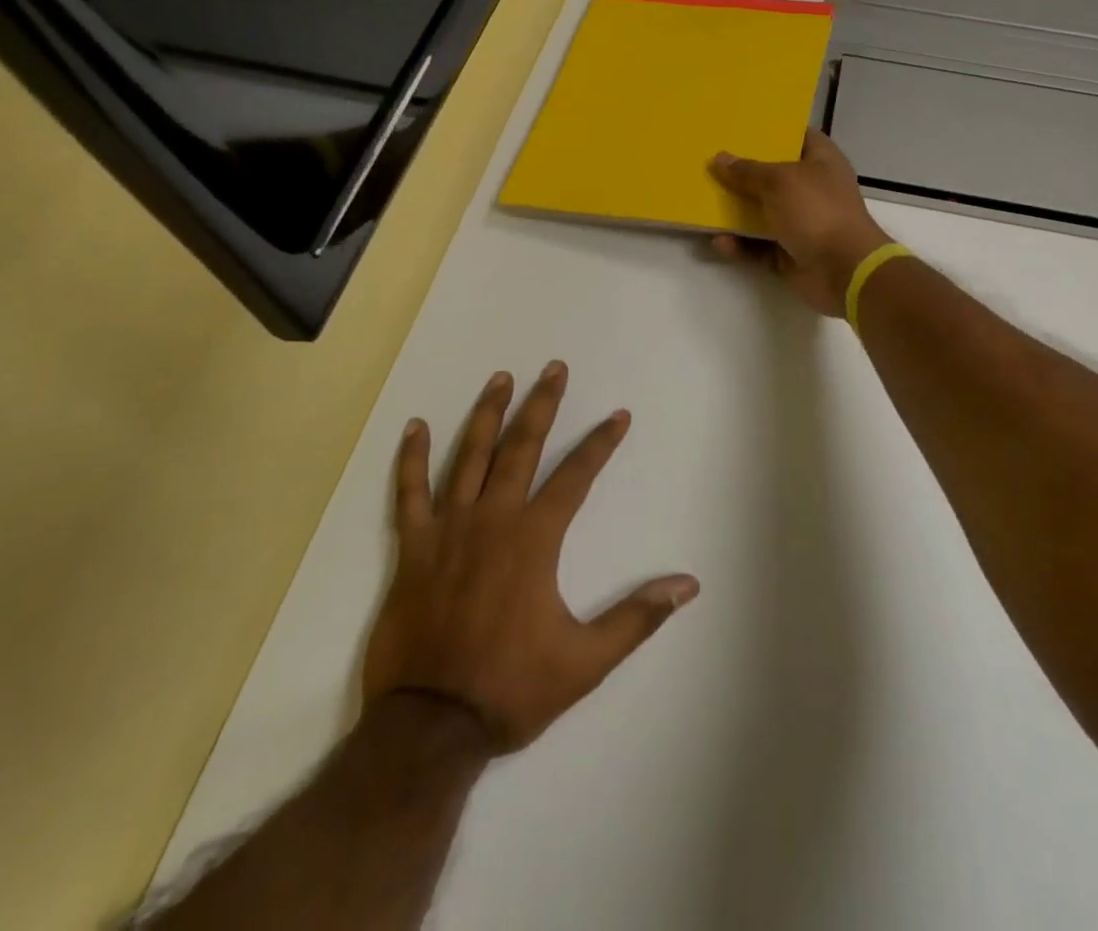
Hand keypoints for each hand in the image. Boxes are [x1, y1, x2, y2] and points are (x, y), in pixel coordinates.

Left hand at [363, 363, 697, 752]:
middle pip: (521, 447)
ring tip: (500, 379)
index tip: (618, 415)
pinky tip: (415, 426)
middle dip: (542, 405)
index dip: (600, 443)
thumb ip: (637, 617)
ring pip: (469, 457)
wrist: (428, 728)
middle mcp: (493, 519)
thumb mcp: (585, 661)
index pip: (576, 476)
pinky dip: (412, 459)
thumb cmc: (510, 689)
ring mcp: (449, 530)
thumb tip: (688, 585)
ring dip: (487, 415)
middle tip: (554, 369)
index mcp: (534, 539)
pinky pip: (409, 493)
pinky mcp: (413, 548)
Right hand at [709, 130, 895, 316]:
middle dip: (743, 172)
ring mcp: (802, 223)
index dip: (771, 130)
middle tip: (710, 161)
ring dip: (736, 212)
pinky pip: (758, 247)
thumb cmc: (817, 211)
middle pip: (773, 176)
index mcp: (821, 161)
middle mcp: (812, 189)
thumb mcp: (779, 181)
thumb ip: (747, 171)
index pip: (797, 136)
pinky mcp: (790, 254)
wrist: (843, 271)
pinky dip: (740, 245)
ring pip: (762, 213)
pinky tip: (718, 242)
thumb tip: (720, 158)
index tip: (739, 126)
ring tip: (703, 202)